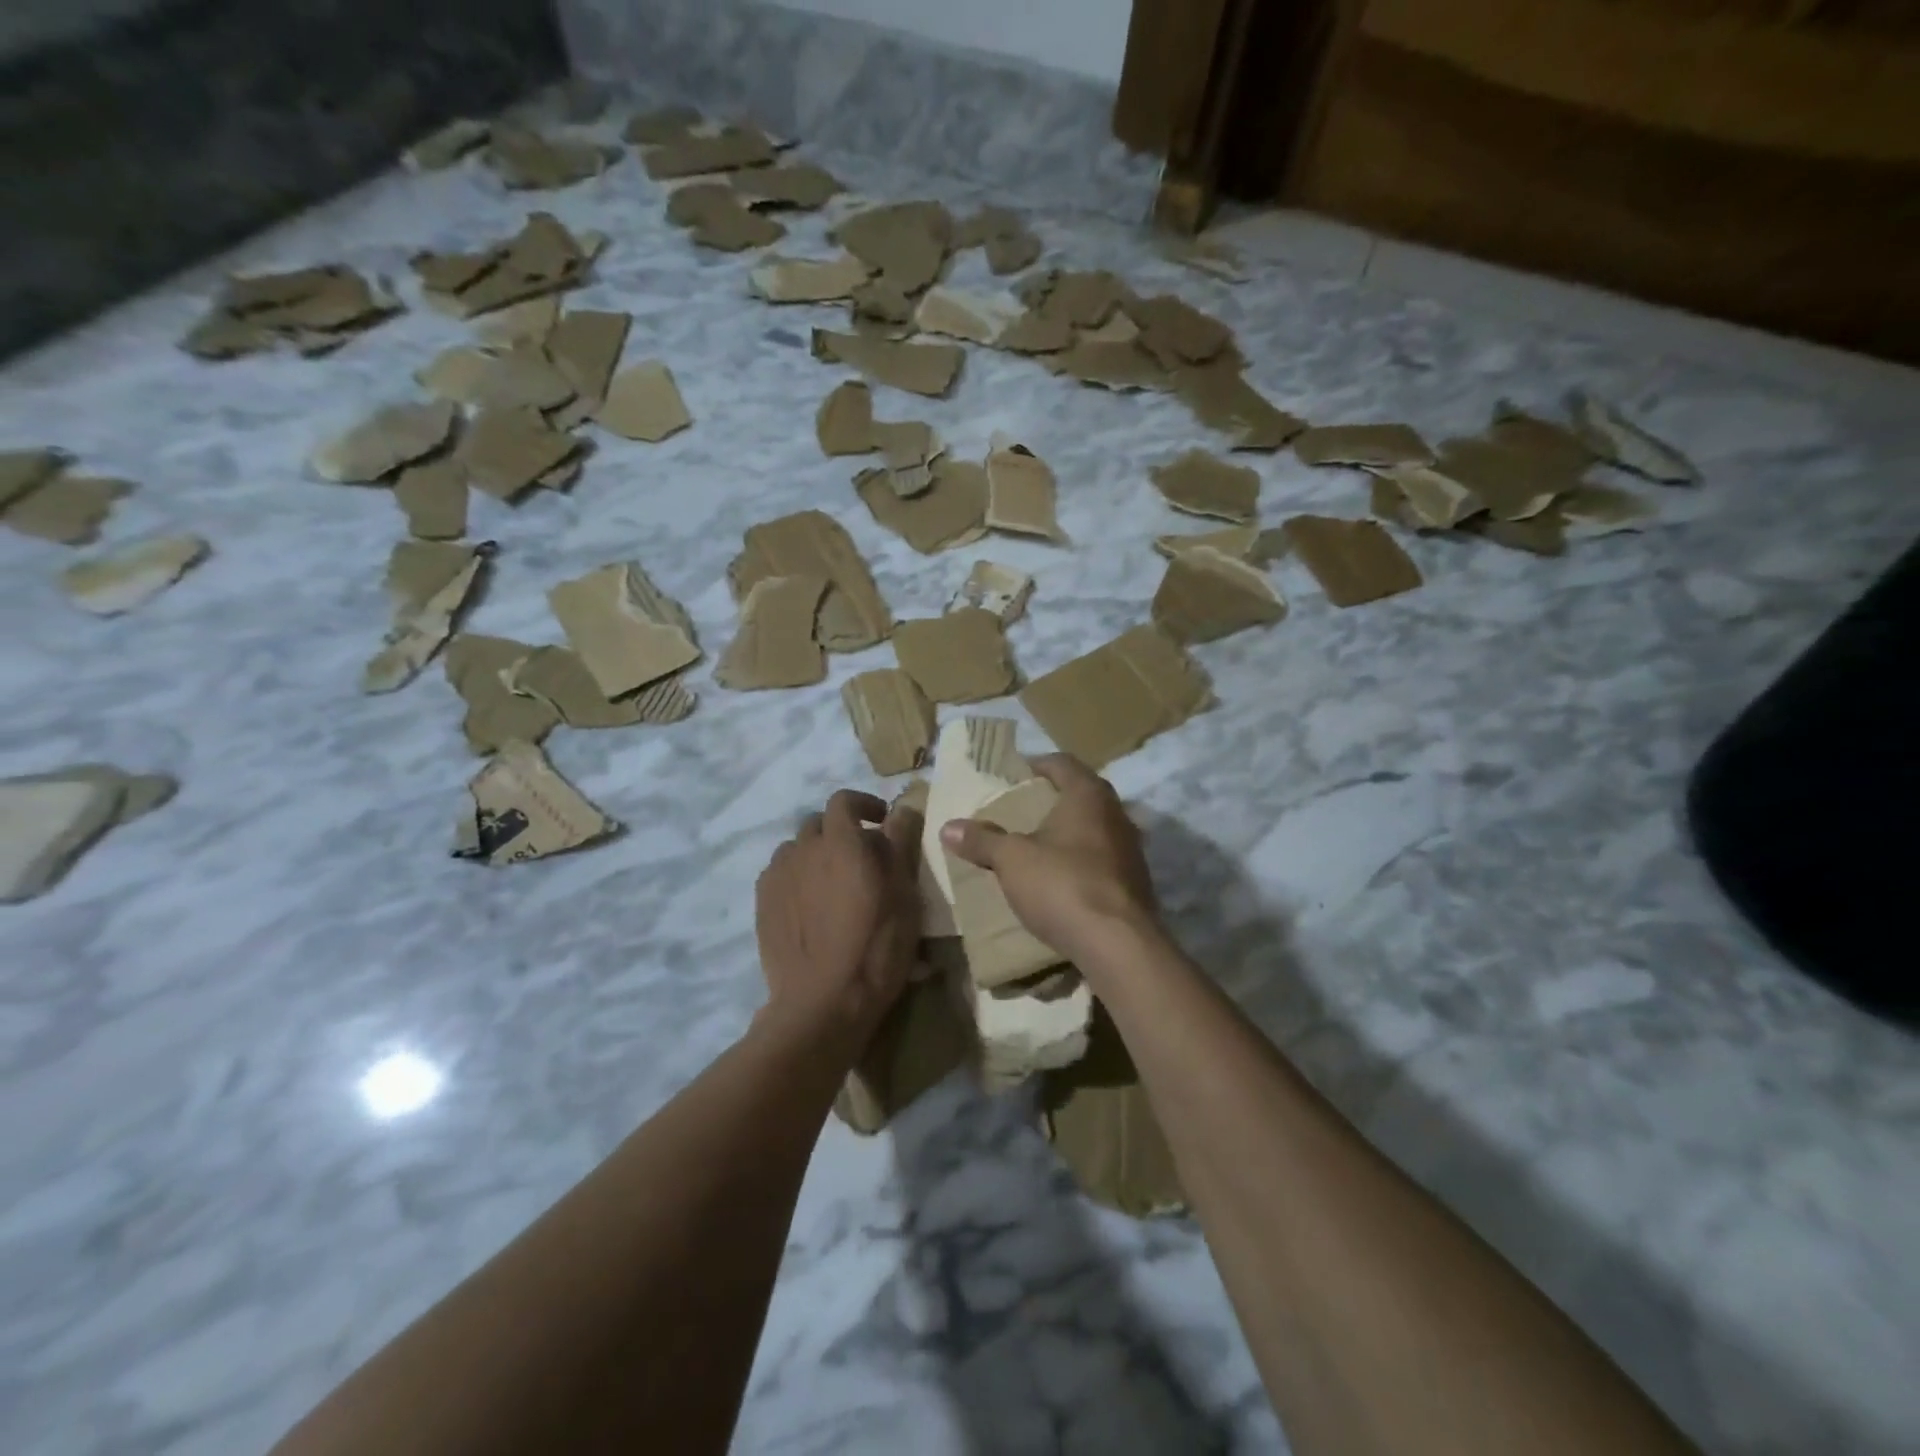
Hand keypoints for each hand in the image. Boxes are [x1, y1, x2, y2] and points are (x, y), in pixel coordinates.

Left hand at [756, 789, 921, 1044]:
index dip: (863, 804)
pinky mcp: (762, 904)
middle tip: (863, 858)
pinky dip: (797, 877)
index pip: (844, 801)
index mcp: (840, 842)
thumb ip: (901, 844)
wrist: (822, 1003)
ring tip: (833, 883)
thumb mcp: (904, 894)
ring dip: (816, 854)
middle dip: (841, 831)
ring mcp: (777, 877)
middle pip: (818, 824)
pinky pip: (780, 875)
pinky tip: (810, 906)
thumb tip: (902, 808)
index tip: (882, 820)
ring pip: (797, 850)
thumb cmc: (875, 946)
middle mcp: (803, 850)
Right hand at [939, 755, 1161, 961]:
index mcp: (1088, 795)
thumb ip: (982, 840)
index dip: (1037, 764)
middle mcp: (1116, 813)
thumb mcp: (1012, 860)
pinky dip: (1082, 860)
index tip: (1015, 775)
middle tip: (1022, 810)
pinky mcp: (1136, 881)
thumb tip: (948, 827)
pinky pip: (1103, 859)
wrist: (1118, 944)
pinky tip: (1062, 878)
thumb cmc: (1062, 884)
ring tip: (1038, 845)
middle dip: (1052, 799)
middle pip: (1082, 794)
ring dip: (1069, 832)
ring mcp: (1131, 848)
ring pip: (1095, 827)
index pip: (1063, 763)